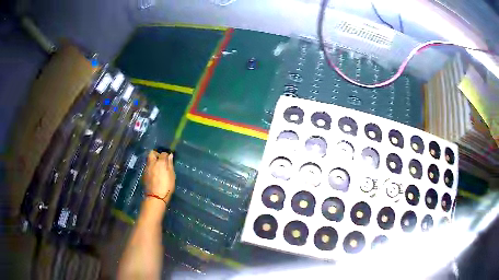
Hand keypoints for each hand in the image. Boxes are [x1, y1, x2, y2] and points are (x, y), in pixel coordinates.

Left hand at [143, 151, 174, 200]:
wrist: (155, 197)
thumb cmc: (166, 186)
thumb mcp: (171, 175)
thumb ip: (170, 164)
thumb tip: (170, 155)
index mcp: (160, 162)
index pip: (163, 153)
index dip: (166, 155)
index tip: (168, 159)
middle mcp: (152, 163)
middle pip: (152, 153)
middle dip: (156, 154)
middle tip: (161, 161)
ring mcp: (146, 168)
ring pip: (149, 160)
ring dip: (153, 161)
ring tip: (158, 168)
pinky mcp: (144, 174)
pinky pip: (147, 167)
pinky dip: (151, 168)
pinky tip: (154, 174)